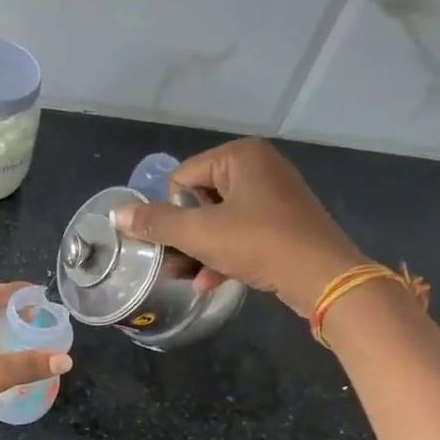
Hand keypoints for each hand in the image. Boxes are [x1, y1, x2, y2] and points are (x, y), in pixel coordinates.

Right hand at [109, 139, 364, 313]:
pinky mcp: (284, 222)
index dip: (174, 212)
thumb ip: (155, 223)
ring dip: (200, 250)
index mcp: (240, 156)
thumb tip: (116, 214)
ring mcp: (274, 195)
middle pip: (199, 199)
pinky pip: (241, 232)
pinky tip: (210, 282)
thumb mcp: (200, 234)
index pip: (181, 179)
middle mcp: (259, 167)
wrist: (324, 277)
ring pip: (219, 220)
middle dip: (186, 235)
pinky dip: (224, 254)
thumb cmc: (259, 244)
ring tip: (188, 277)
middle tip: (177, 263)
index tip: (181, 239)